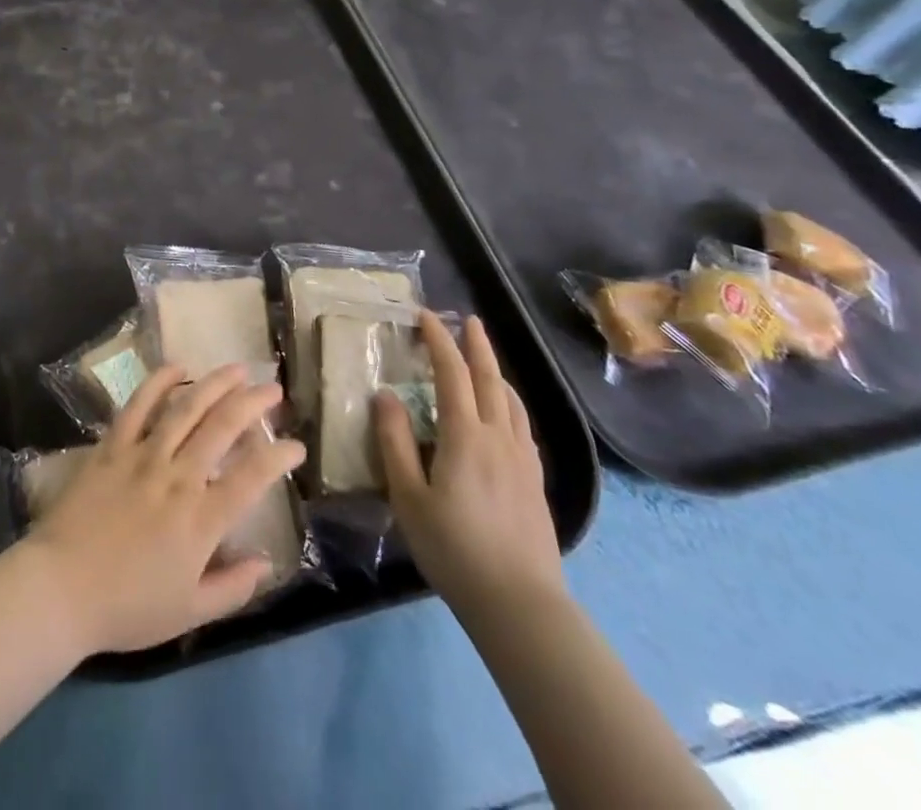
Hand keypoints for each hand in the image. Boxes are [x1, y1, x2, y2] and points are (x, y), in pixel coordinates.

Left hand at [25, 362, 305, 654]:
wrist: (60, 588)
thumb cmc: (127, 607)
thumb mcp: (189, 613)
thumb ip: (233, 588)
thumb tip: (267, 563)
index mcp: (201, 520)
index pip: (252, 477)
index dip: (279, 456)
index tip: (296, 445)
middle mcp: (177, 477)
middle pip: (222, 427)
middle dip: (253, 403)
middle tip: (272, 388)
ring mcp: (142, 456)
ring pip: (185, 408)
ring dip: (215, 383)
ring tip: (237, 368)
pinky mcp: (112, 446)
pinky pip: (138, 405)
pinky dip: (159, 382)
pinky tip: (178, 366)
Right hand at [375, 312, 563, 620]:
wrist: (520, 604)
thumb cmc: (454, 549)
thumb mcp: (408, 497)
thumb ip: (395, 442)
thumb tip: (385, 395)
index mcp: (465, 436)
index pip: (452, 374)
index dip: (439, 341)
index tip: (426, 316)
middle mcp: (499, 438)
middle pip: (490, 380)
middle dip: (477, 346)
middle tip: (468, 320)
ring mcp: (523, 460)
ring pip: (512, 402)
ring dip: (496, 373)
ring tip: (485, 360)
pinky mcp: (535, 482)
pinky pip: (523, 426)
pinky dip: (510, 404)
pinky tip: (506, 415)